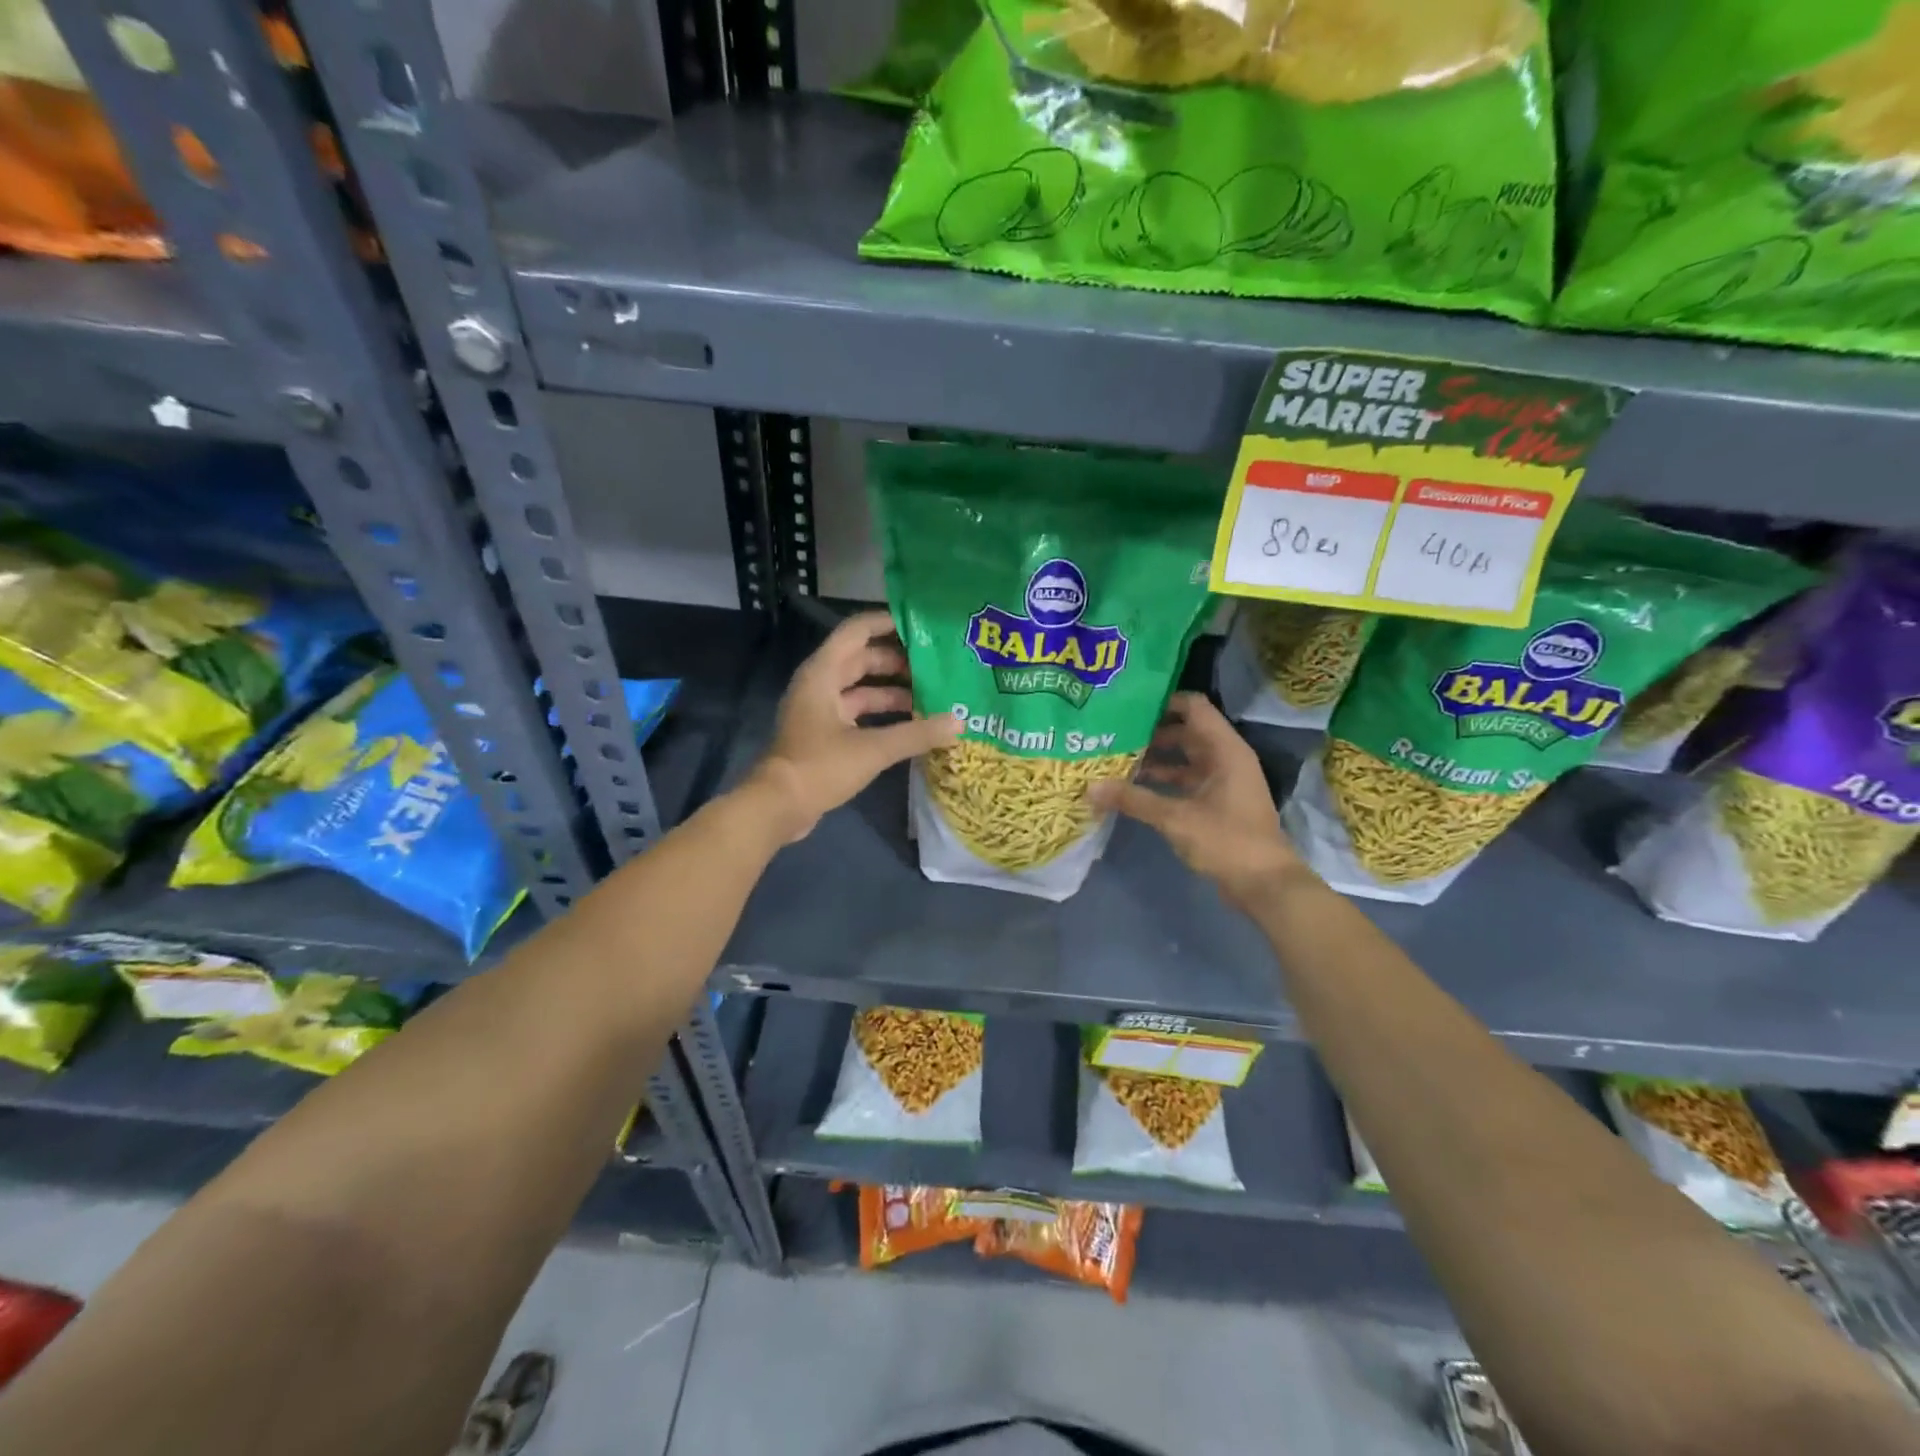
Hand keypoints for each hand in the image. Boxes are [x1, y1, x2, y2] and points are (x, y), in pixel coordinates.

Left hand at [748, 609, 959, 841]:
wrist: (777, 807)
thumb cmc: (820, 767)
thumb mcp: (872, 749)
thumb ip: (917, 734)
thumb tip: (959, 722)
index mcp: (823, 673)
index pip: (857, 631)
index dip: (887, 623)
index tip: (921, 626)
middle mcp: (819, 684)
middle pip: (862, 659)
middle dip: (898, 661)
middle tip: (936, 666)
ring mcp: (820, 710)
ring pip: (861, 689)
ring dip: (893, 691)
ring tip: (932, 696)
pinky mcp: (823, 734)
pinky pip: (857, 713)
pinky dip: (882, 715)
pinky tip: (911, 725)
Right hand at [1088, 692, 1309, 910]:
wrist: (1265, 885)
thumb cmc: (1226, 841)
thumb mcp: (1175, 818)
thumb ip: (1133, 799)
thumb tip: (1090, 788)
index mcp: (1225, 749)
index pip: (1193, 707)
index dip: (1163, 701)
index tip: (1128, 706)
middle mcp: (1225, 757)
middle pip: (1185, 731)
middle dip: (1150, 732)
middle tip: (1113, 732)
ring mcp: (1222, 780)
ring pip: (1183, 757)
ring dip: (1154, 758)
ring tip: (1115, 758)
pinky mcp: (1217, 801)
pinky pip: (1185, 780)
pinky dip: (1162, 780)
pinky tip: (1133, 787)